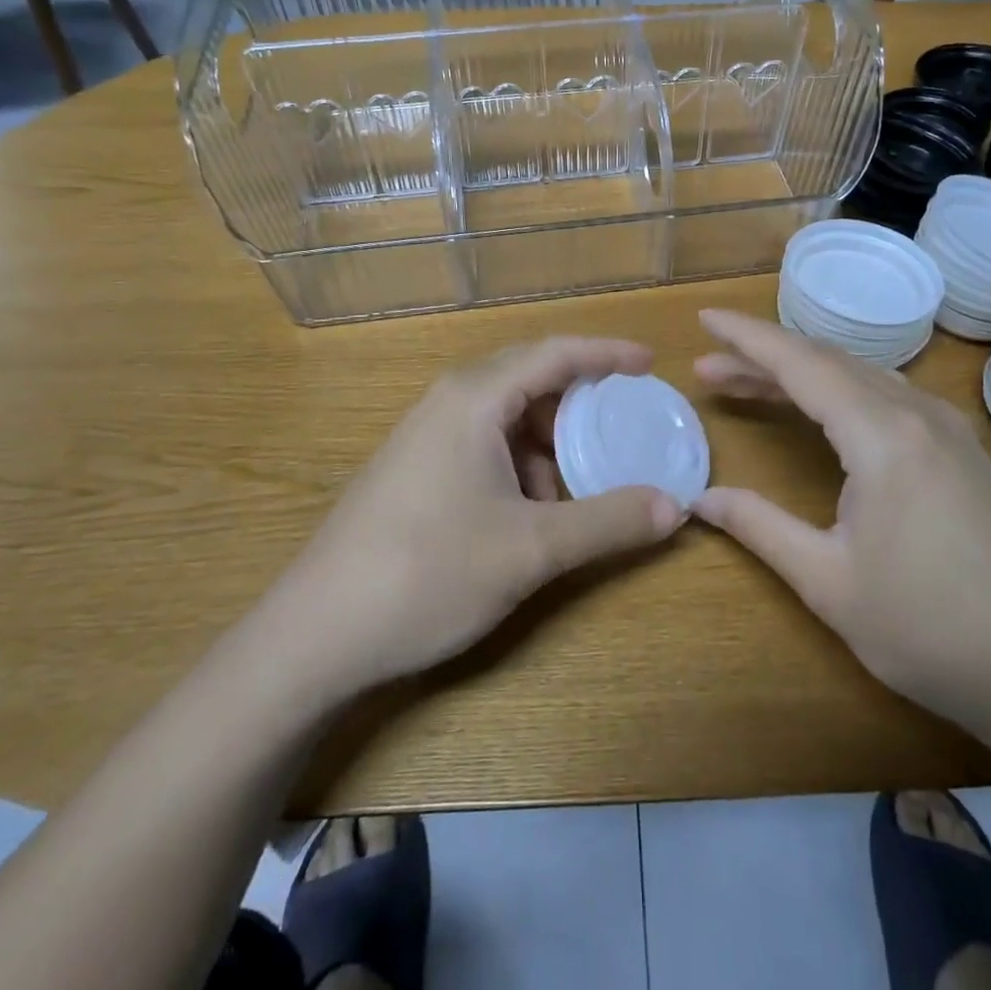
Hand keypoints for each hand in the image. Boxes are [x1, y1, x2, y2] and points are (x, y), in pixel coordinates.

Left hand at [263, 337, 683, 695]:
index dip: (606, 353)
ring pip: (506, 418)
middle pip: (530, 379)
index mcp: (474, 398)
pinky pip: (484, 446)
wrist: (314, 635)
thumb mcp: (530, 549)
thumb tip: (676, 506)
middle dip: (581, 403)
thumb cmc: (427, 573)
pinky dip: (520, 465)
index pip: (554, 353)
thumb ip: (607, 522)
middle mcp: (448, 403)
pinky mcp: (414, 470)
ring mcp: (425, 437)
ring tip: (580, 484)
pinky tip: (531, 511)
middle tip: (625, 425)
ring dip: (549, 443)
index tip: (650, 362)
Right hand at [692, 309, 990, 736]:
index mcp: (883, 436)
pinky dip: (838, 391)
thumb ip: (760, 527)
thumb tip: (701, 499)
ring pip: (859, 376)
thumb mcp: (828, 582)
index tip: (705, 319)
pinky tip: (820, 409)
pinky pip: (885, 396)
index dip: (748, 338)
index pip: (801, 364)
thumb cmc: (930, 630)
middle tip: (709, 368)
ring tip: (748, 383)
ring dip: (801, 373)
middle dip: (763, 357)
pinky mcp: (961, 451)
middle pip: (827, 362)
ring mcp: (947, 430)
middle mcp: (917, 414)